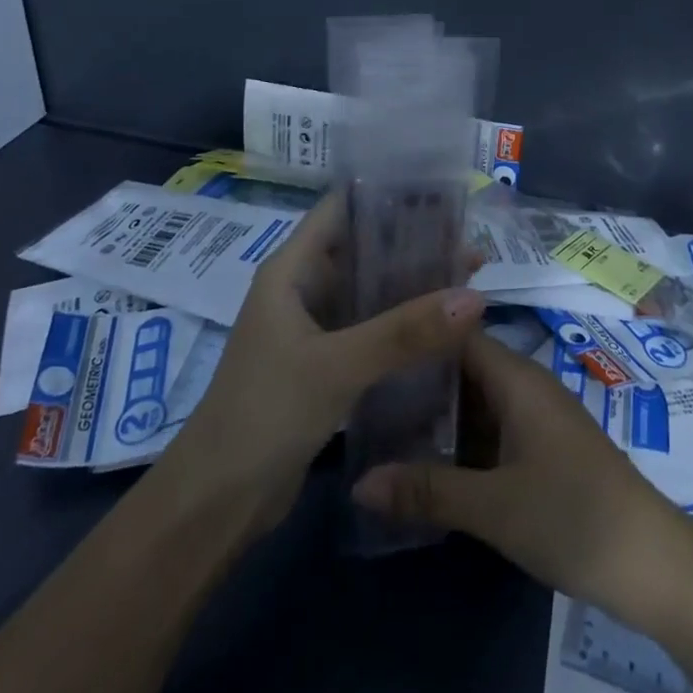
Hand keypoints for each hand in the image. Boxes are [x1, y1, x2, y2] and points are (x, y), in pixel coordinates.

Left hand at [160, 190, 485, 537]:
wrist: (217, 502)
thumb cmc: (264, 413)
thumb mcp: (337, 366)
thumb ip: (405, 331)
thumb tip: (475, 297)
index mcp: (292, 269)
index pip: (342, 209)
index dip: (386, 194)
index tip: (440, 190)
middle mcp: (303, 289)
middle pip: (363, 249)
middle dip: (413, 243)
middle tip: (469, 241)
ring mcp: (313, 328)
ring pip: (370, 291)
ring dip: (412, 285)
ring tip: (468, 277)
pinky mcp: (325, 363)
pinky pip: (371, 329)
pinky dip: (403, 323)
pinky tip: (442, 327)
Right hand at [352, 332, 692, 618]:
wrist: (652, 562)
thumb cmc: (573, 516)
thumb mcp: (493, 507)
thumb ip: (427, 491)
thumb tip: (359, 482)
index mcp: (517, 378)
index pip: (459, 334)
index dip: (419, 334)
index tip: (373, 344)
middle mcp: (527, 386)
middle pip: (464, 367)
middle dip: (419, 379)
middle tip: (364, 392)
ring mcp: (538, 418)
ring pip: (478, 401)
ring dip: (438, 413)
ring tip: (382, 425)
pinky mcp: (544, 448)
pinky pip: (493, 428)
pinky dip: (462, 439)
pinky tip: (430, 462)